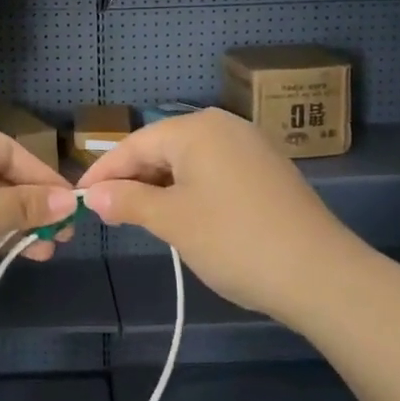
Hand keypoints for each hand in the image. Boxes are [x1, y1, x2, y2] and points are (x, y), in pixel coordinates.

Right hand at [77, 109, 347, 322]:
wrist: (320, 274)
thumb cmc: (234, 240)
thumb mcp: (172, 221)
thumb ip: (128, 202)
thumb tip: (94, 195)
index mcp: (197, 129)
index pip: (135, 144)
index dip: (104, 172)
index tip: (79, 197)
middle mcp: (224, 126)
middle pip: (162, 148)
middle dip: (133, 179)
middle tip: (107, 212)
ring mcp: (250, 146)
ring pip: (189, 161)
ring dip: (160, 187)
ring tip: (138, 217)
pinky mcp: (267, 170)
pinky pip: (214, 171)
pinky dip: (190, 190)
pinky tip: (183, 216)